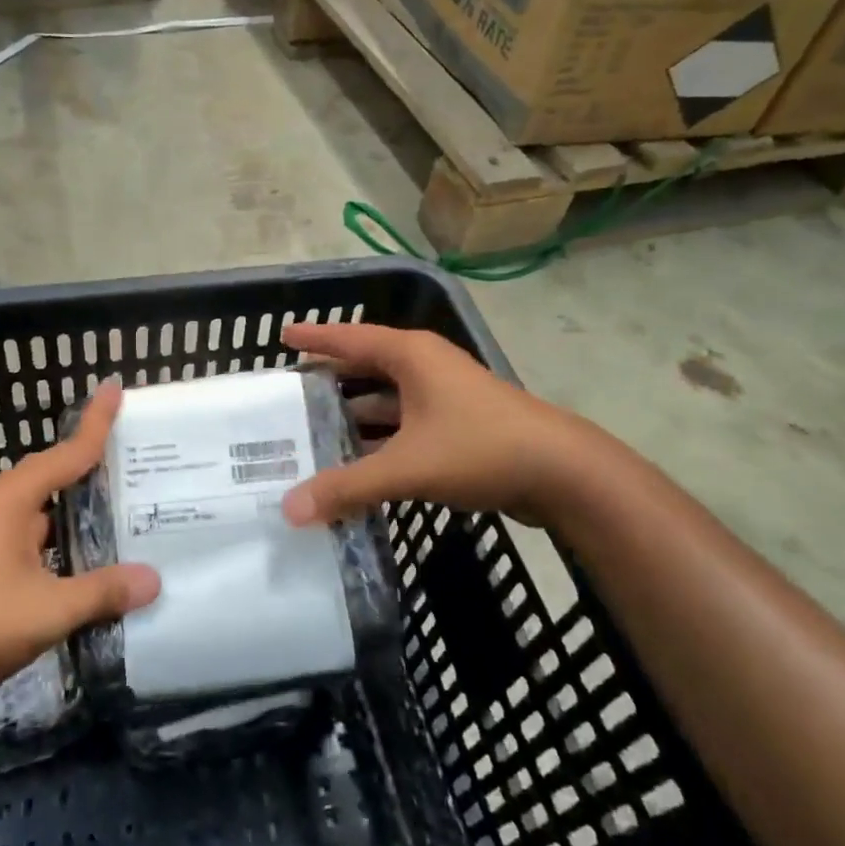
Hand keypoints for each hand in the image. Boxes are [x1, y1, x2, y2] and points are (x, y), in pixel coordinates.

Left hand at [0, 379, 159, 701]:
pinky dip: (67, 536)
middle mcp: (4, 504)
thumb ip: (102, 592)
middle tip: (142, 461)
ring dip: (83, 507)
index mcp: (16, 498)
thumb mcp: (47, 609)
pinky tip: (91, 558)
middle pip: (59, 473)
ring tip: (130, 508)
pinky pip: (39, 534)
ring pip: (49, 508)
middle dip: (97, 466)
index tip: (116, 386)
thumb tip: (154, 579)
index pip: (70, 452)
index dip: (97, 422)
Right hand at [280, 322, 597, 524]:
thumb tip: (290, 510)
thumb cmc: (480, 448)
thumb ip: (348, 487)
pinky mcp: (457, 423)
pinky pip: (404, 421)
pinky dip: (379, 436)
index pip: (349, 338)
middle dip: (329, 377)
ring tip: (313, 428)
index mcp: (410, 355)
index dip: (314, 337)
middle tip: (289, 391)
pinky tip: (358, 458)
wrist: (563, 472)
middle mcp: (425, 366)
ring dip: (354, 412)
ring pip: (386, 397)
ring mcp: (444, 394)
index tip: (281, 335)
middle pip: (365, 365)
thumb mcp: (408, 466)